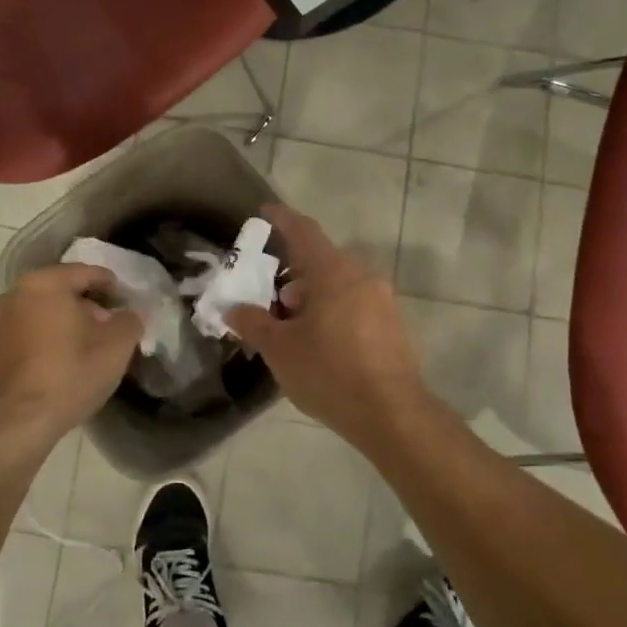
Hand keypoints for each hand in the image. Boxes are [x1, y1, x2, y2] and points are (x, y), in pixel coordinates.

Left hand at [0, 264, 144, 449]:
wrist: (14, 424)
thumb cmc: (69, 374)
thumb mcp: (116, 347)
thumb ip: (130, 321)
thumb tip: (129, 314)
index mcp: (43, 283)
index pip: (85, 272)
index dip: (111, 285)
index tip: (126, 301)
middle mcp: (12, 295)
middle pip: (60, 293)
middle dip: (87, 308)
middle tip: (108, 330)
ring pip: (40, 316)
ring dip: (63, 327)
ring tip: (84, 352)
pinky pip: (24, 340)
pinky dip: (42, 346)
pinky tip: (57, 369)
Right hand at [228, 205, 428, 441]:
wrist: (392, 414)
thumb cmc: (329, 373)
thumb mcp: (280, 349)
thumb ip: (253, 323)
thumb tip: (234, 308)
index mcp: (333, 272)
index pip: (304, 231)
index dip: (282, 219)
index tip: (264, 212)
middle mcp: (362, 277)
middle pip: (321, 261)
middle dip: (292, 273)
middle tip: (269, 296)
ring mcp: (382, 300)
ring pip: (338, 284)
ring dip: (312, 296)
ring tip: (290, 326)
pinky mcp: (392, 324)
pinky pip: (354, 304)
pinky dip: (331, 310)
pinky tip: (318, 341)